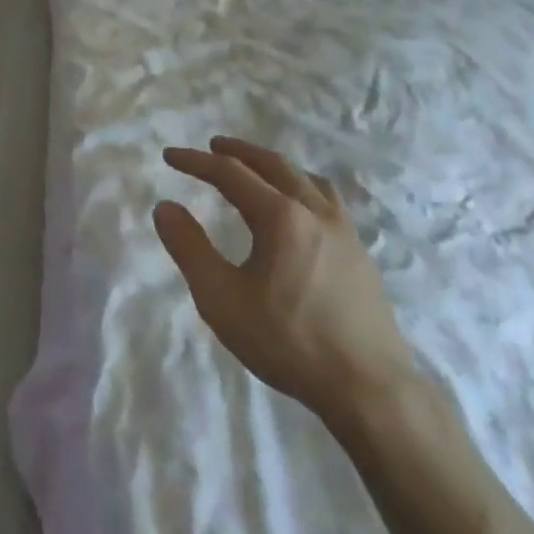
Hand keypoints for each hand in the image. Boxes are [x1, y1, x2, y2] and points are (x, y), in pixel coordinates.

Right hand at [155, 136, 415, 425]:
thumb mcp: (222, 299)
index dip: (196, 162)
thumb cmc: (288, 341)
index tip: (170, 156)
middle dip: (239, 152)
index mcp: (280, 216)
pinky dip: (302, 186)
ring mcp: (344, 231)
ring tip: (257, 170)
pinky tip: (300, 210)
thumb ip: (189, 249)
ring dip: (274, 166)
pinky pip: (327, 200)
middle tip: (214, 146)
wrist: (368, 387)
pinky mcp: (360, 253)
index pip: (230, 174)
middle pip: (273, 165)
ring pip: (306, 179)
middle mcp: (314, 211)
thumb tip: (165, 207)